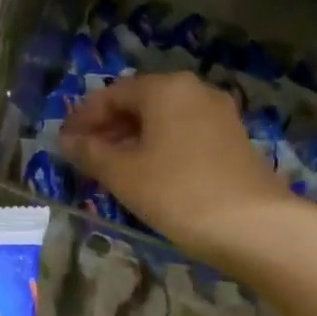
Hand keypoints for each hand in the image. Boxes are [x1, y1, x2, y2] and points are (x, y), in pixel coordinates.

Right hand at [62, 72, 292, 263]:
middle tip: (83, 156)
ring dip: (132, 140)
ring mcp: (219, 115)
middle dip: (108, 128)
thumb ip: (90, 153)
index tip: (62, 142)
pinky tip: (147, 175)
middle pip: (139, 103)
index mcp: (165, 88)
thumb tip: (67, 141)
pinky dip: (158, 148)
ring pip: (163, 120)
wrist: (253, 226)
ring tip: (110, 169)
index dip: (82, 118)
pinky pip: (183, 134)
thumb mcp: (123, 174)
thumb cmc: (177, 193)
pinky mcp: (233, 140)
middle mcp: (194, 91)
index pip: (112, 94)